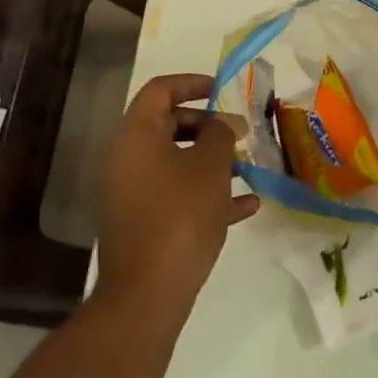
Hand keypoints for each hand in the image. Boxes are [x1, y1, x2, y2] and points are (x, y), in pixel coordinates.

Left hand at [95, 74, 258, 324]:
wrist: (146, 294)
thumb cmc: (180, 215)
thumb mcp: (210, 165)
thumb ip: (219, 134)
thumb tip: (219, 126)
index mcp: (137, 135)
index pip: (160, 90)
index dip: (192, 83)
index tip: (223, 90)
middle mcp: (129, 159)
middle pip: (169, 125)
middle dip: (209, 126)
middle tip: (242, 133)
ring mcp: (134, 194)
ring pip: (177, 162)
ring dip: (212, 161)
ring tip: (248, 167)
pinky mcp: (144, 224)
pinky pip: (178, 196)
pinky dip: (207, 194)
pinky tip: (247, 206)